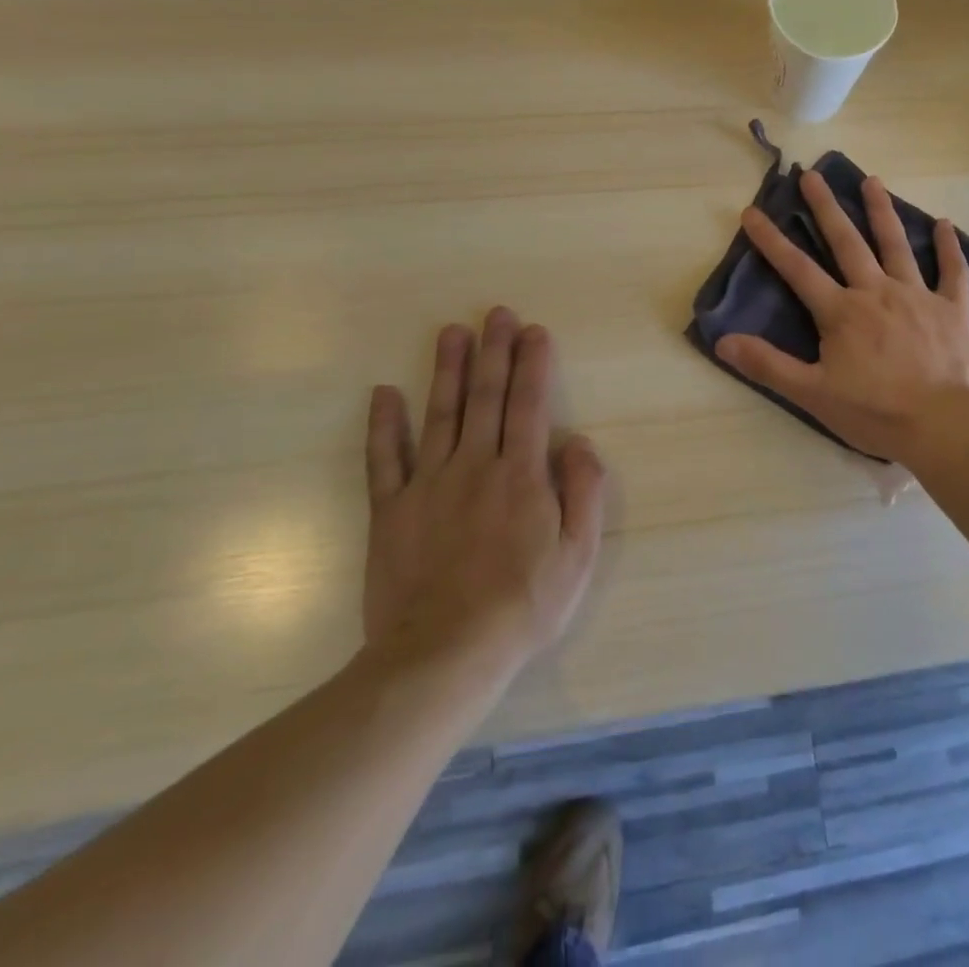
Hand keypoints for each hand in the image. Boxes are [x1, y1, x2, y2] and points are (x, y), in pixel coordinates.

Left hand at [361, 308, 605, 679]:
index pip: (530, 405)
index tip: (534, 331)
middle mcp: (476, 466)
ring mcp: (428, 485)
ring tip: (451, 332)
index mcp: (522, 475)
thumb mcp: (578, 554)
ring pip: (439, 414)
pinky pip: (385, 460)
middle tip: (496, 313)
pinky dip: (384, 425)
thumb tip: (579, 443)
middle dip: (494, 351)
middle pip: (486, 397)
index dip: (533, 364)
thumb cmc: (523, 605)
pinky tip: (384, 393)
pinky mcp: (391, 511)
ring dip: (447, 370)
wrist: (444, 655)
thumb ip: (584, 492)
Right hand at [716, 170, 968, 464]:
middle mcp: (877, 292)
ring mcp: (917, 296)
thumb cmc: (875, 412)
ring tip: (872, 180)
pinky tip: (945, 223)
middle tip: (812, 174)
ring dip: (882, 211)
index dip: (772, 240)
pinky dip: (948, 247)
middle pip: (847, 242)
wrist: (944, 424)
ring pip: (896, 245)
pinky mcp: (952, 309)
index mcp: (842, 311)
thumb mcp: (813, 394)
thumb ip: (768, 365)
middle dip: (826, 207)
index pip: (798, 269)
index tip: (753, 211)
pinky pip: (951, 271)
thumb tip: (722, 341)